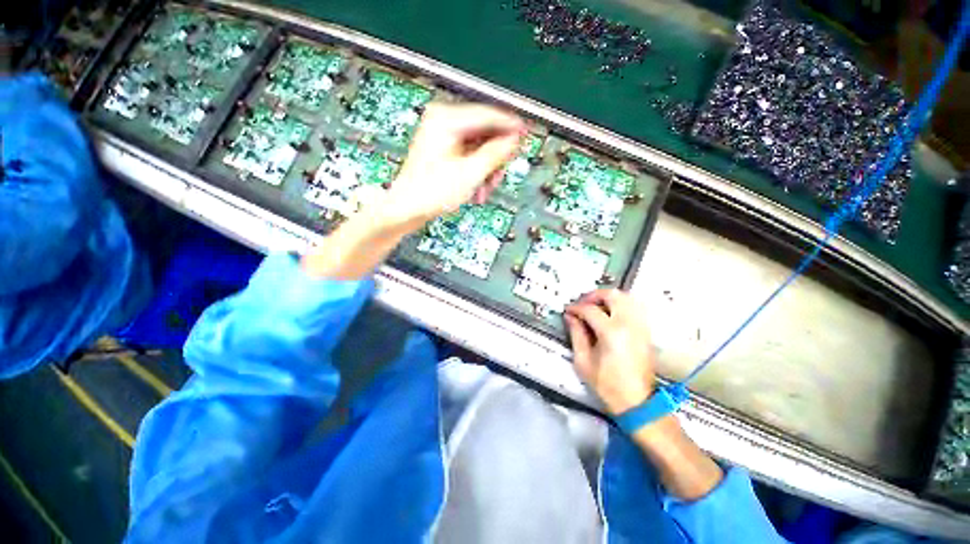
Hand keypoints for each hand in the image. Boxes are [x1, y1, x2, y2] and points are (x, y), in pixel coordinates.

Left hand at [386, 103, 524, 228]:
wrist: (408, 208)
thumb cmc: (430, 192)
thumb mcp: (470, 173)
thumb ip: (495, 154)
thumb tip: (513, 141)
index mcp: (446, 120)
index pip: (488, 116)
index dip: (510, 127)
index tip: (524, 133)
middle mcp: (443, 122)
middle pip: (484, 134)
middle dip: (495, 159)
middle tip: (499, 175)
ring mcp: (442, 137)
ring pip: (478, 148)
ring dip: (486, 170)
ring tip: (484, 190)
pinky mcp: (442, 150)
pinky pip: (469, 156)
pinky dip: (476, 172)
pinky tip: (476, 188)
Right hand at [565, 289, 654, 414]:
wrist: (636, 402)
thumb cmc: (607, 385)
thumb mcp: (583, 361)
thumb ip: (576, 334)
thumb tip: (571, 317)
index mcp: (611, 333)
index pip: (590, 310)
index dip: (576, 308)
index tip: (568, 311)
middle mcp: (629, 325)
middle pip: (613, 295)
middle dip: (594, 295)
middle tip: (583, 303)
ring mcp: (640, 327)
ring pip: (627, 298)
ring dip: (608, 298)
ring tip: (596, 307)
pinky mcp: (645, 332)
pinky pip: (634, 308)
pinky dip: (620, 305)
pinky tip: (610, 315)